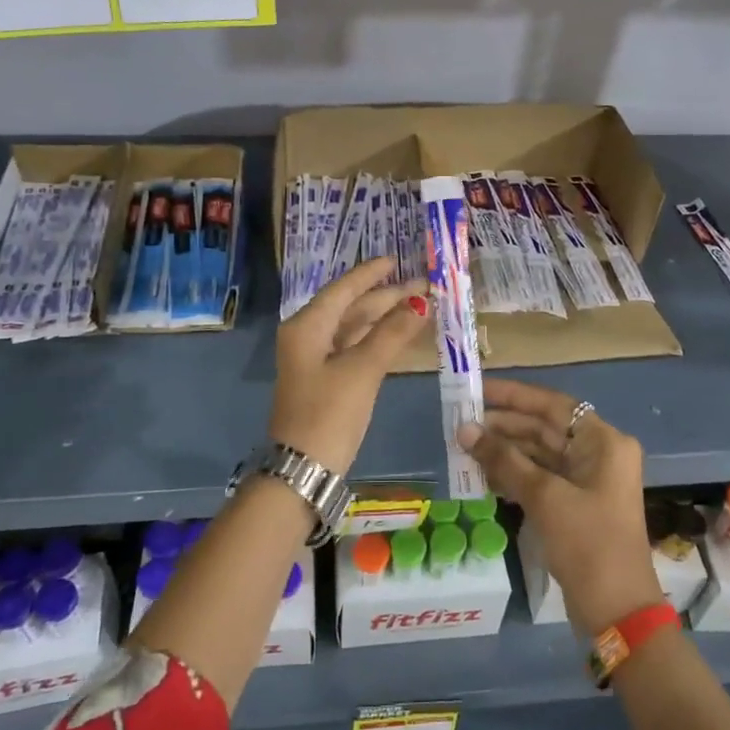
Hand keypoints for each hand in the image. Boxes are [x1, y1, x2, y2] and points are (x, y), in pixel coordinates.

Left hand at [270, 257, 427, 474]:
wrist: (305, 469)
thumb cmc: (329, 413)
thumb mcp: (362, 370)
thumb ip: (392, 333)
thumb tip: (421, 303)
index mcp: (307, 326)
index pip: (343, 290)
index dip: (370, 274)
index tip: (397, 259)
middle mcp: (308, 336)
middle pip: (350, 307)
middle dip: (386, 296)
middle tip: (424, 286)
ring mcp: (316, 359)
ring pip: (354, 328)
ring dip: (385, 317)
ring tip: (420, 305)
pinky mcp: (327, 379)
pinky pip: (354, 347)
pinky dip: (378, 339)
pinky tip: (402, 334)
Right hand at [458, 378, 660, 634]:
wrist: (617, 612)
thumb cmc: (587, 543)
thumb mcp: (544, 497)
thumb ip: (503, 459)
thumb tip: (465, 430)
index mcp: (603, 442)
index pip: (552, 405)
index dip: (513, 396)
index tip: (477, 391)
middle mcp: (598, 454)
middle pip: (544, 428)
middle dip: (503, 426)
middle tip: (461, 422)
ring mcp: (587, 481)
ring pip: (539, 453)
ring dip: (504, 452)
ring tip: (464, 448)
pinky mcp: (575, 505)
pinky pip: (540, 478)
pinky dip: (513, 475)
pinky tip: (482, 476)